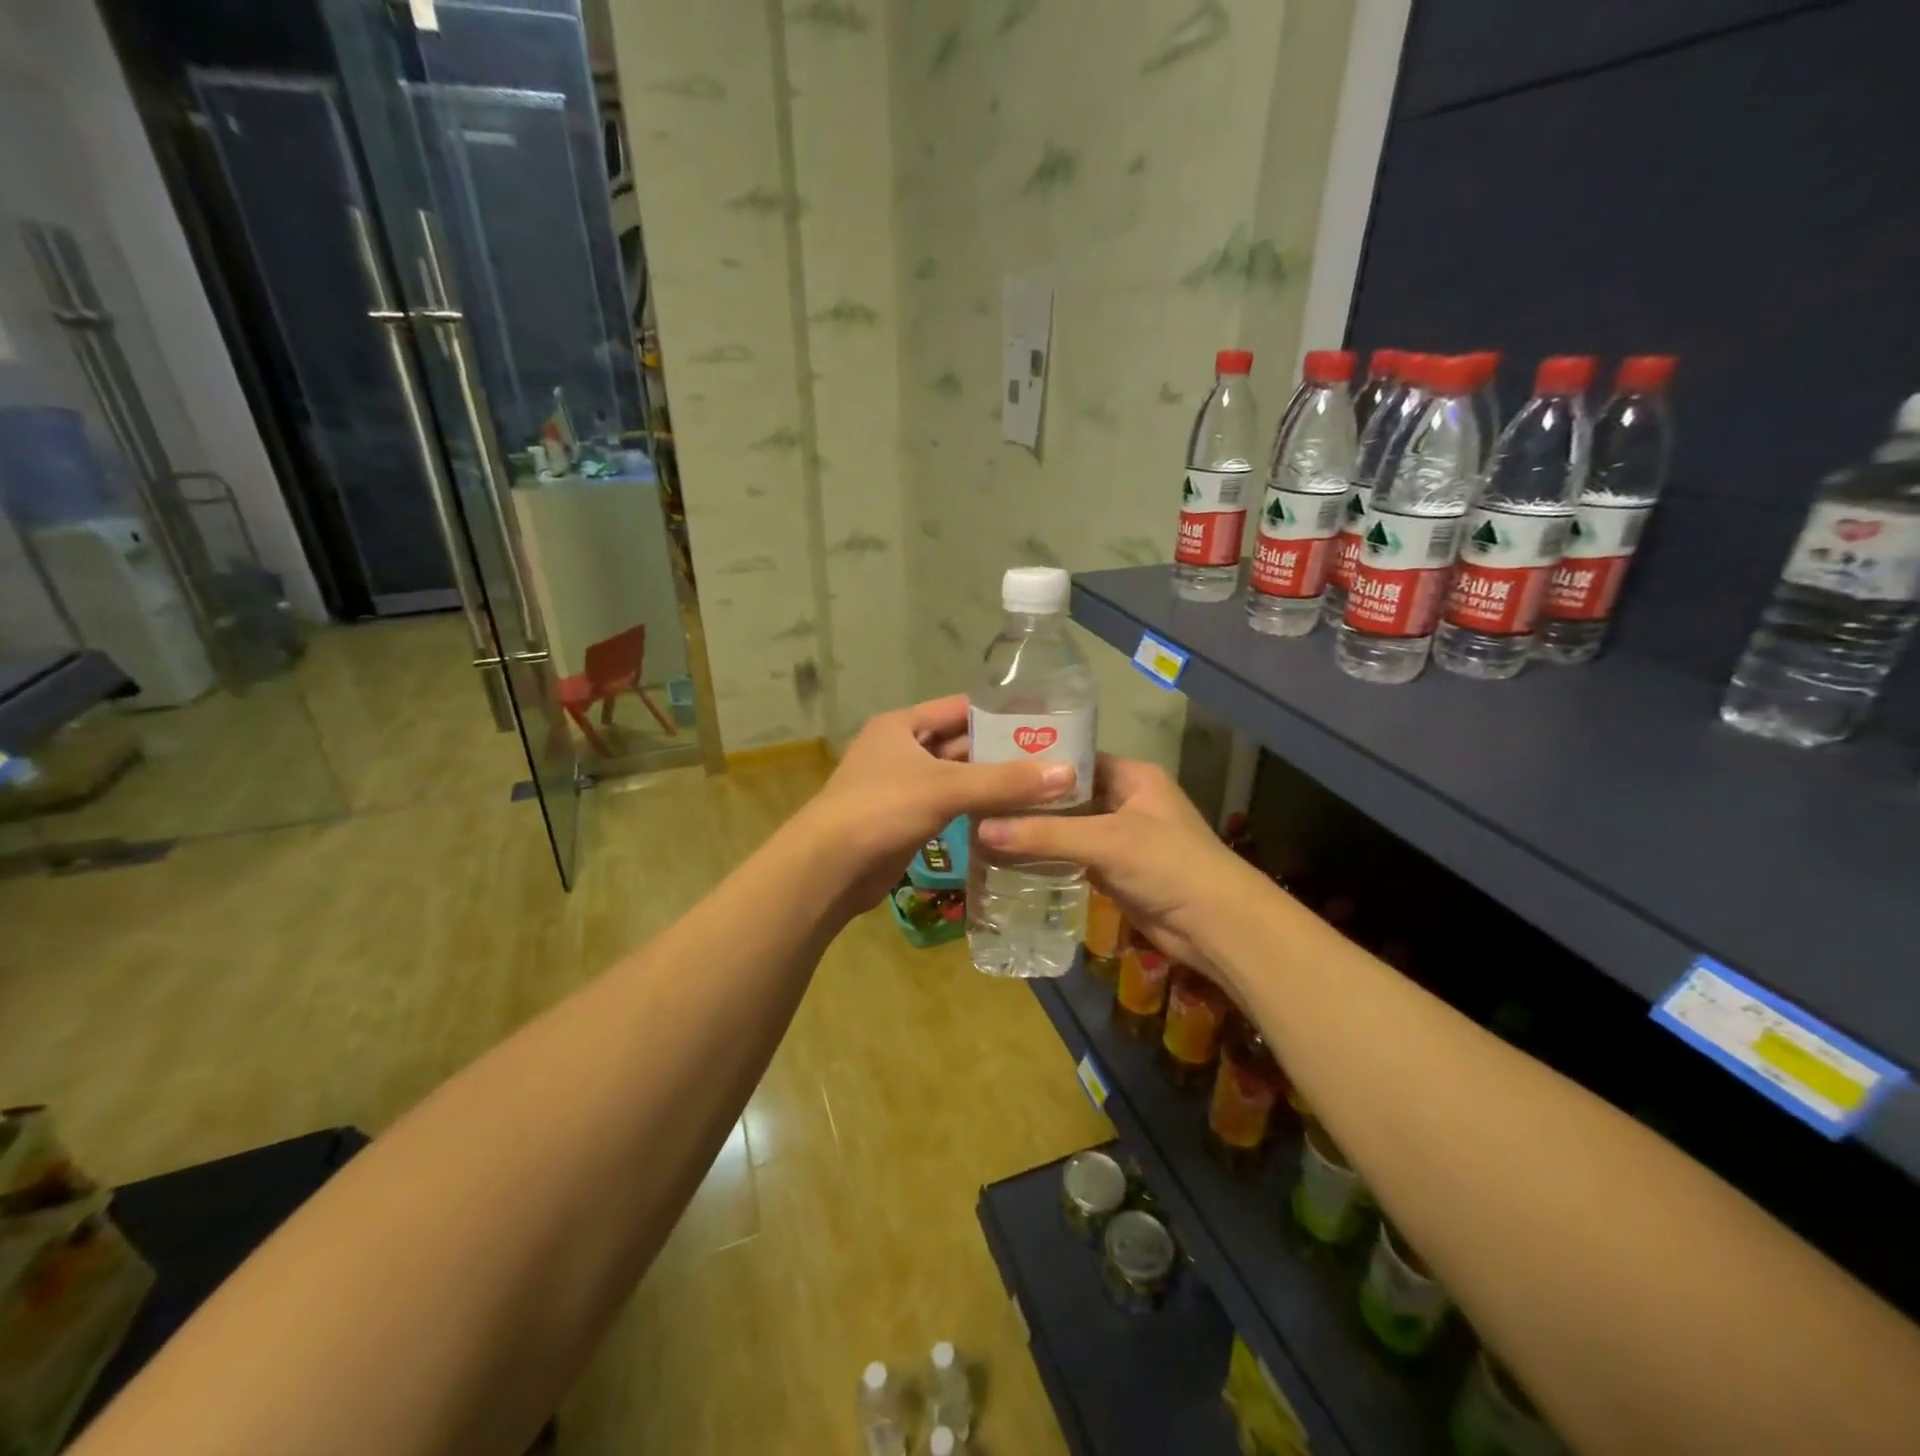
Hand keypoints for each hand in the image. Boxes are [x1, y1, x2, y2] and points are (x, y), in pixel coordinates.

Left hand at [796, 694, 1077, 907]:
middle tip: (1054, 758)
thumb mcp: (945, 788)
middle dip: (1002, 751)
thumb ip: (1005, 781)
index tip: (1046, 721)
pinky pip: (949, 806)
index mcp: (903, 725)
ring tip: (1042, 786)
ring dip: (991, 782)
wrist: (828, 868)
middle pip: (961, 743)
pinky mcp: (905, 819)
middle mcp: (902, 749)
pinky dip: (976, 808)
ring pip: (957, 777)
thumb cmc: (881, 810)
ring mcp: (902, 786)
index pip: (961, 707)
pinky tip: (1010, 815)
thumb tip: (1068, 773)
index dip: (1001, 712)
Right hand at [978, 756, 1270, 983]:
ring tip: (984, 827)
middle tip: (979, 799)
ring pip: (1069, 827)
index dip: (1036, 761)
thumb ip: (1044, 835)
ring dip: (1036, 831)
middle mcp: (1126, 800)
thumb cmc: (1168, 865)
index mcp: (1132, 775)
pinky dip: (1048, 858)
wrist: (1215, 927)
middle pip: (1068, 795)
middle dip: (1030, 800)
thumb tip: (980, 830)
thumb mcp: (1105, 841)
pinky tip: (1010, 859)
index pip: (1075, 758)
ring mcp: (1121, 837)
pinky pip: (1073, 857)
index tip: (991, 763)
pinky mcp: (1115, 870)